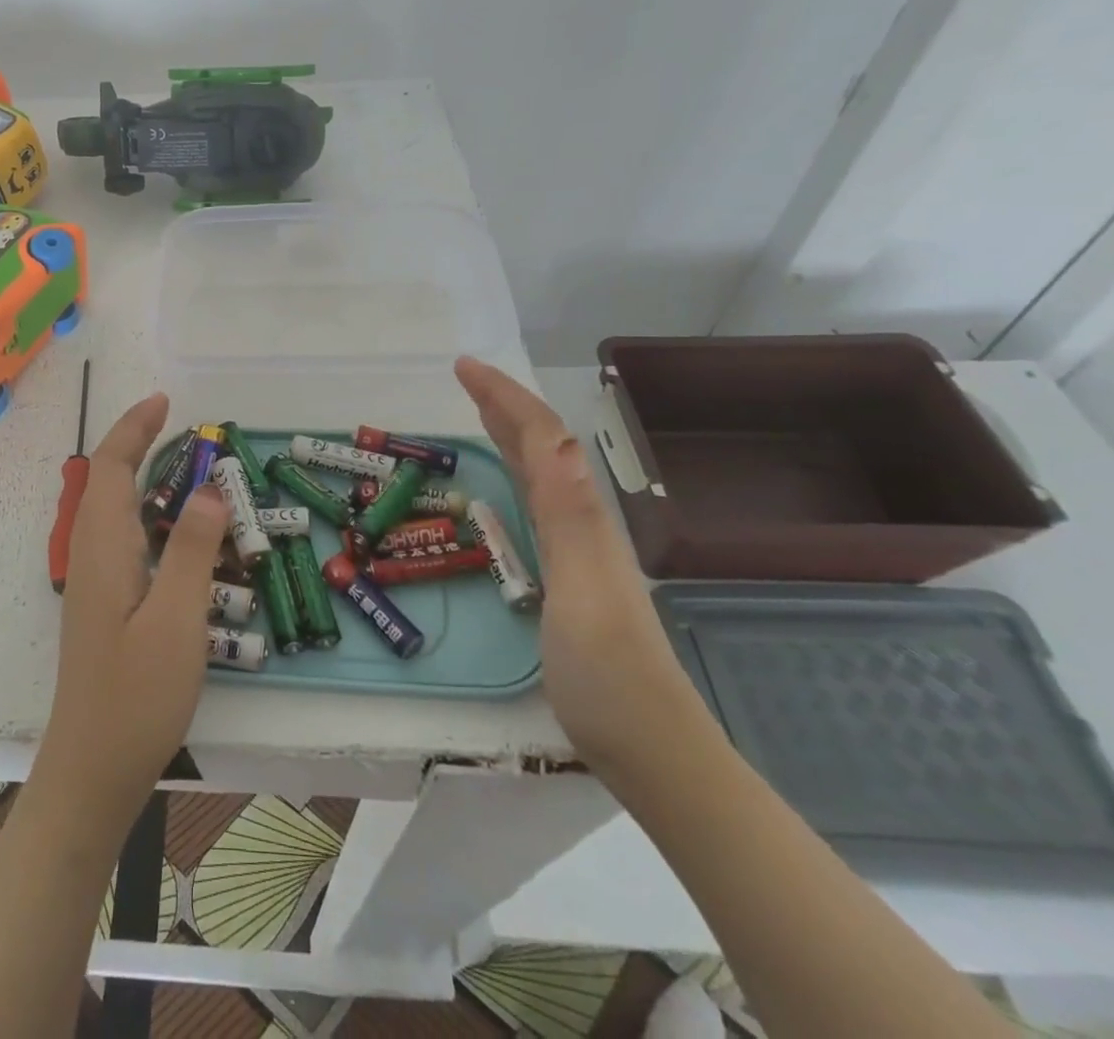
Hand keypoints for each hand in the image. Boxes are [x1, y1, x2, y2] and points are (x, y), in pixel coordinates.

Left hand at [37, 394, 229, 828]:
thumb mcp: (178, 620)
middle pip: (106, 480)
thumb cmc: (136, 695)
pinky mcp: (103, 601)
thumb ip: (193, 550)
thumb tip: (208, 489)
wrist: (92, 767)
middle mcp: (91, 553)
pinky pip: (122, 535)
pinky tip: (177, 531)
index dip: (133, 428)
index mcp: (104, 547)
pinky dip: (147, 511)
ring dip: (143, 476)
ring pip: (113, 508)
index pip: (110, 467)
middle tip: (185, 429)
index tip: (164, 402)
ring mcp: (94, 579)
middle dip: (138, 444)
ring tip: (188, 468)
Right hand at [454, 357, 709, 785]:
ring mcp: (577, 549)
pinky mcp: (567, 574)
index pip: (543, 438)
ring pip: (541, 472)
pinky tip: (506, 483)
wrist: (650, 747)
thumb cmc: (608, 674)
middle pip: (544, 446)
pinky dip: (515, 473)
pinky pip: (536, 502)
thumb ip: (568, 516)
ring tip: (479, 411)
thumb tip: (559, 441)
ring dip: (510, 432)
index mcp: (580, 517)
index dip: (504, 396)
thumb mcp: (582, 592)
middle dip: (505, 404)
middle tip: (463, 377)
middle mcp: (580, 522)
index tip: (463, 366)